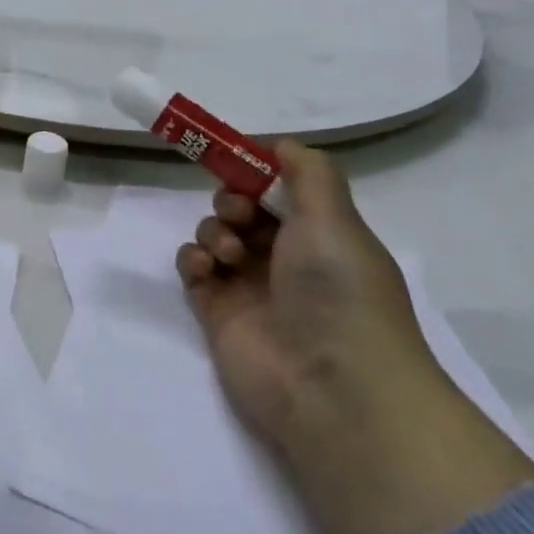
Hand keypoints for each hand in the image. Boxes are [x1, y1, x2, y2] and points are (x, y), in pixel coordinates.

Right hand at [177, 142, 533, 533]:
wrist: (333, 388)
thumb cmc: (339, 292)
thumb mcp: (335, 218)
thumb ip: (308, 171)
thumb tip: (282, 145)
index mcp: (320, 236)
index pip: (280, 191)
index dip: (256, 173)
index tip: (236, 161)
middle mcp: (286, 259)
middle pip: (242, 209)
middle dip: (232, 200)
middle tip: (238, 213)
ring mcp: (251, 287)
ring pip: (215, 234)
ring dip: (213, 230)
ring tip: (228, 255)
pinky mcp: (218, 313)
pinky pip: (193, 269)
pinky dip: (193, 260)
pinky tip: (206, 269)